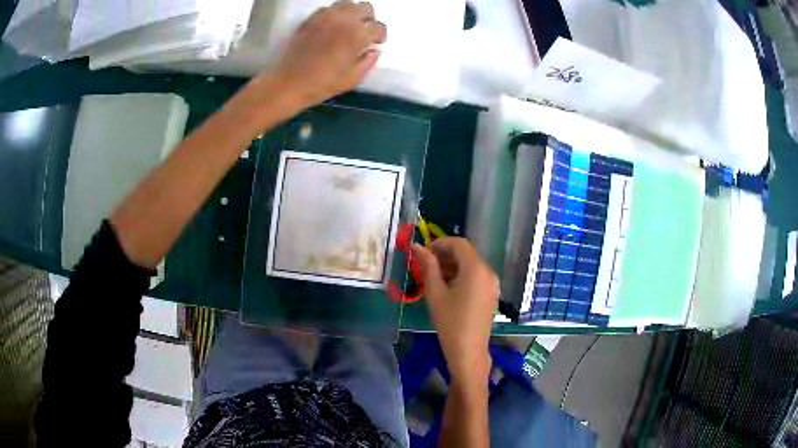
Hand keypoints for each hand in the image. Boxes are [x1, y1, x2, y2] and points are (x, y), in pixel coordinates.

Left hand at [272, 0, 386, 107]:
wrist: (287, 83)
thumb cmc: (321, 84)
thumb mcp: (351, 79)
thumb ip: (367, 62)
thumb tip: (375, 50)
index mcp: (357, 36)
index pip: (378, 26)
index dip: (381, 35)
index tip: (377, 43)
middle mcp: (344, 21)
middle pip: (365, 7)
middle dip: (370, 18)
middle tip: (365, 31)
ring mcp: (325, 17)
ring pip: (347, 3)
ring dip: (352, 12)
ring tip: (349, 25)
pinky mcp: (310, 19)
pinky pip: (327, 8)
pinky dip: (334, 13)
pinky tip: (332, 25)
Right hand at [412, 238, 498, 383]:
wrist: (468, 351)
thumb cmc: (450, 322)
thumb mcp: (435, 293)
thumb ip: (427, 266)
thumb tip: (417, 246)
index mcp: (476, 268)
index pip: (459, 243)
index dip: (440, 243)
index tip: (424, 251)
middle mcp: (488, 272)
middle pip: (466, 253)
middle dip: (445, 254)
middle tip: (425, 263)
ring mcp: (492, 283)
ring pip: (471, 265)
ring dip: (453, 265)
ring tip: (433, 275)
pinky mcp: (491, 293)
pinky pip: (476, 276)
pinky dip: (462, 275)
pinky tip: (447, 286)